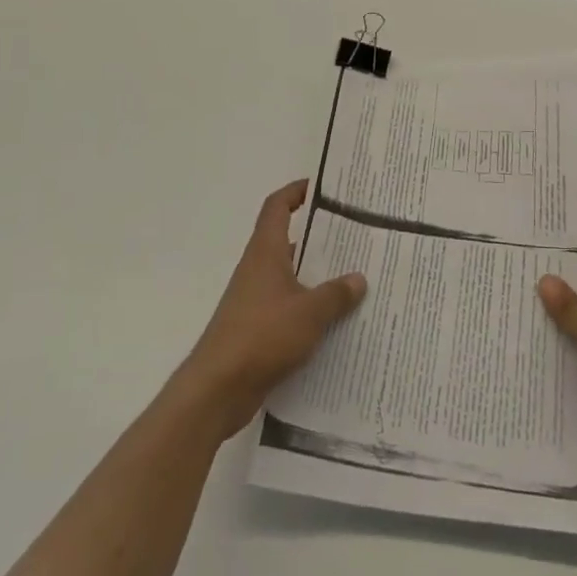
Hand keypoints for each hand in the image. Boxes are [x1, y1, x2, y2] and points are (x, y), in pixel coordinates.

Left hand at [172, 180, 368, 440]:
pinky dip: (309, 309)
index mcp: (266, 252)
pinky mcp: (256, 329)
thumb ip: (336, 294)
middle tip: (354, 235)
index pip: (277, 207)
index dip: (295, 191)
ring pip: (290, 277)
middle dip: (318, 237)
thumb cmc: (262, 335)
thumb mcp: (310, 312)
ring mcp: (254, 300)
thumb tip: (358, 278)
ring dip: (316, 276)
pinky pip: (288, 308)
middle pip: (288, 240)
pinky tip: (335, 322)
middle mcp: (258, 269)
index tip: (320, 187)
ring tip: (354, 278)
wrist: (218, 388)